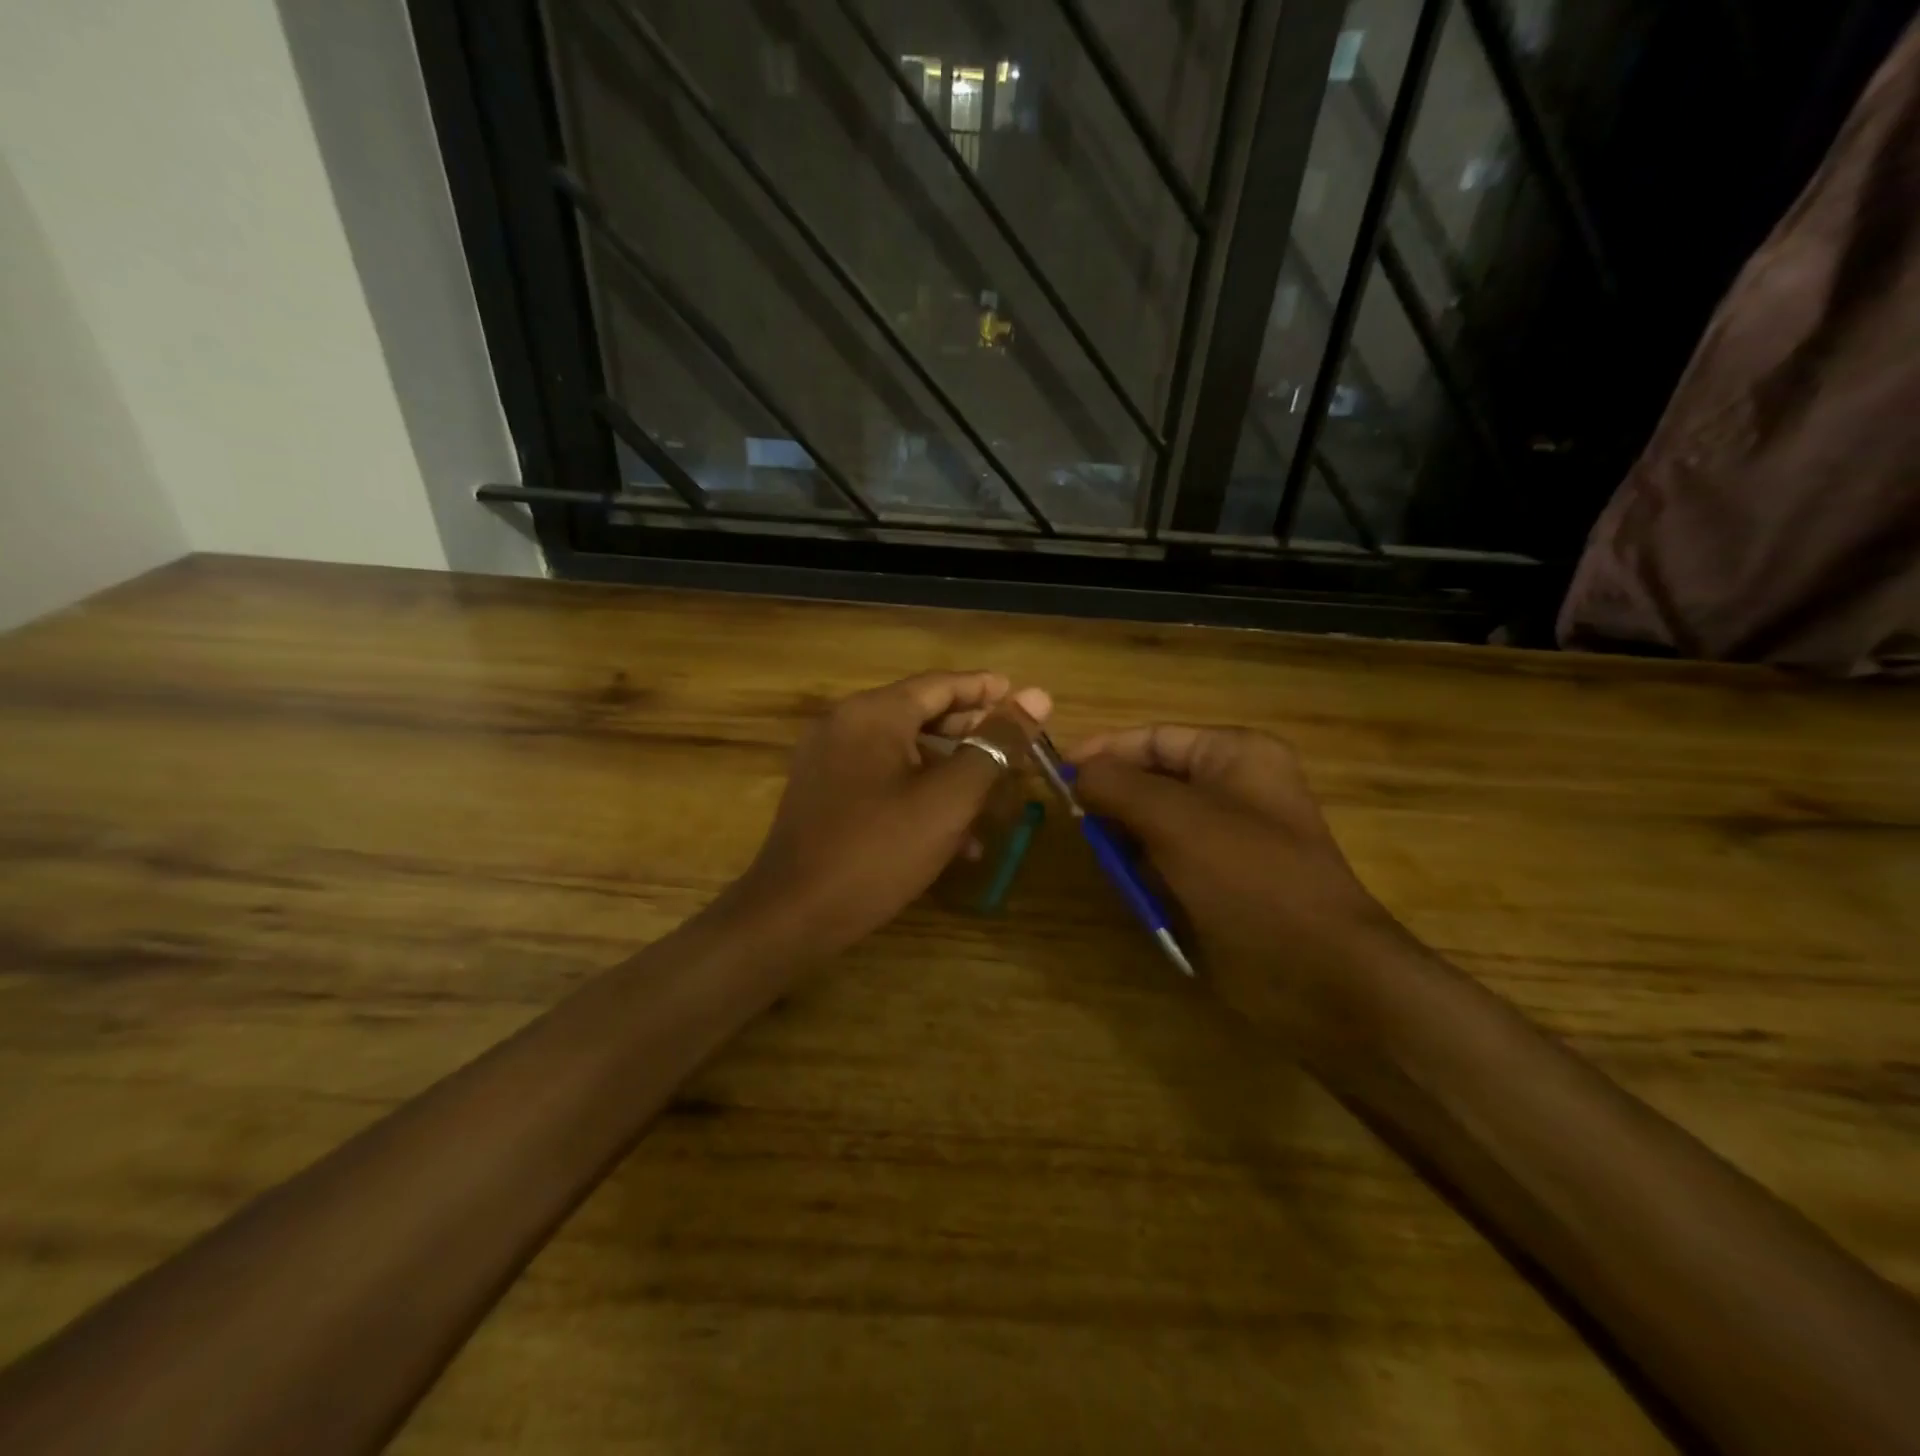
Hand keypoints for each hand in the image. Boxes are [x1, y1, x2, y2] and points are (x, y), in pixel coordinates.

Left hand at [724, 671, 1050, 960]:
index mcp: (873, 713)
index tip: (1028, 700)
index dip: (988, 691)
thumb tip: (1038, 696)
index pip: (942, 684)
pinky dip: (919, 792)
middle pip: (922, 713)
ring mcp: (829, 759)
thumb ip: (994, 746)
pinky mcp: (823, 792)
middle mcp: (845, 724)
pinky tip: (953, 834)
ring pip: (904, 751)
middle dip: (973, 734)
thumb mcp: (948, 799)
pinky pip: (882, 778)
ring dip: (950, 771)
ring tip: (993, 797)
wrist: (792, 915)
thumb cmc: (877, 851)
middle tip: (1017, 749)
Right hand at [1071, 725, 1405, 1026]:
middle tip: (1079, 824)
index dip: (1104, 751)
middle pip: (1153, 779)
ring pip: (1156, 823)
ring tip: (1108, 863)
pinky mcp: (1225, 879)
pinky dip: (1146, 872)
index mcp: (1235, 754)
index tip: (1057, 774)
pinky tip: (1136, 892)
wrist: (1317, 970)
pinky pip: (1170, 860)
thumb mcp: (1173, 818)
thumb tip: (1076, 775)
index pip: (1154, 737)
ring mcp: (1232, 836)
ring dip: (1127, 841)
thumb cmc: (1247, 875)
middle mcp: (1236, 786)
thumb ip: (1116, 785)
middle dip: (1114, 800)